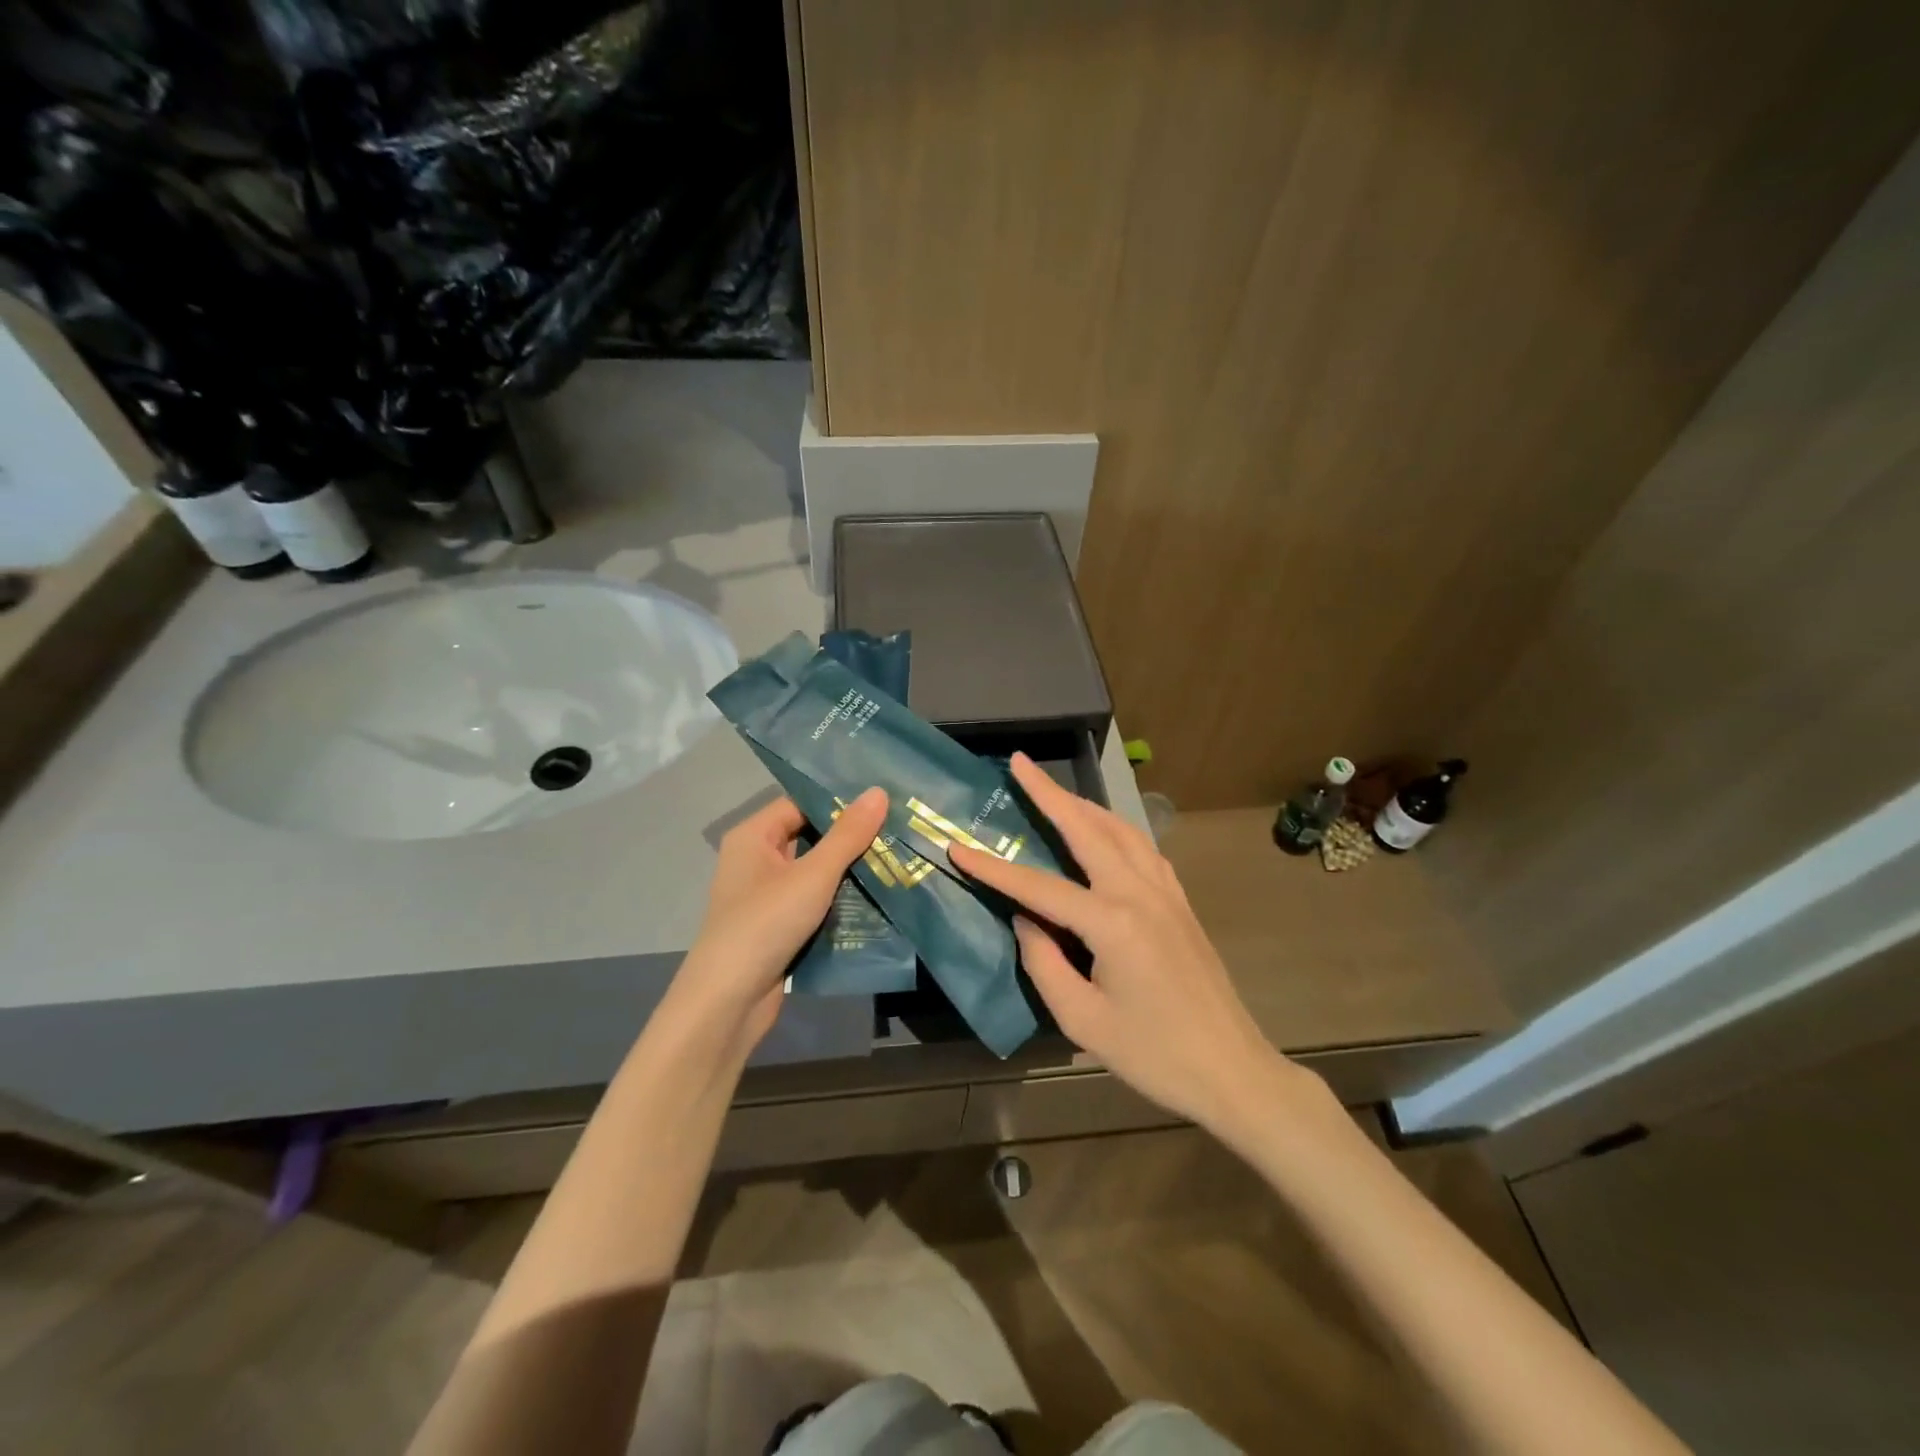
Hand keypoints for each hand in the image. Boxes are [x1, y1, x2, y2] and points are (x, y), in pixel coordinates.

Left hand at [669, 788, 888, 1055]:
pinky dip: (839, 901)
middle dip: (851, 838)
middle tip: (897, 830)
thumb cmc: (765, 924)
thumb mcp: (813, 875)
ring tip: (896, 860)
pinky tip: (877, 899)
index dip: (839, 802)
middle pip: (810, 837)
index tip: (884, 801)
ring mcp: (766, 896)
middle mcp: (756, 860)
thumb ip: (848, 835)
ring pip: (815, 873)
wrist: (728, 1002)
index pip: (801, 804)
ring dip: (850, 872)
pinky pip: (813, 902)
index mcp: (754, 837)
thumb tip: (878, 792)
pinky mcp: (778, 926)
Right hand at [950, 755, 1296, 1134]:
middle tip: (1020, 764)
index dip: (994, 869)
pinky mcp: (1180, 903)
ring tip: (1054, 790)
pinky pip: (1143, 850)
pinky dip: (1116, 829)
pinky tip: (1104, 832)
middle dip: (1050, 793)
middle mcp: (1140, 893)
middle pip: (1088, 829)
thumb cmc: (1153, 1054)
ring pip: (1121, 830)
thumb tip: (1027, 921)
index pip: (1040, 886)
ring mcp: (1166, 893)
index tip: (957, 847)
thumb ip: (1045, 963)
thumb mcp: (1083, 1020)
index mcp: (1113, 922)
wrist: (1231, 1069)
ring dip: (1084, 805)